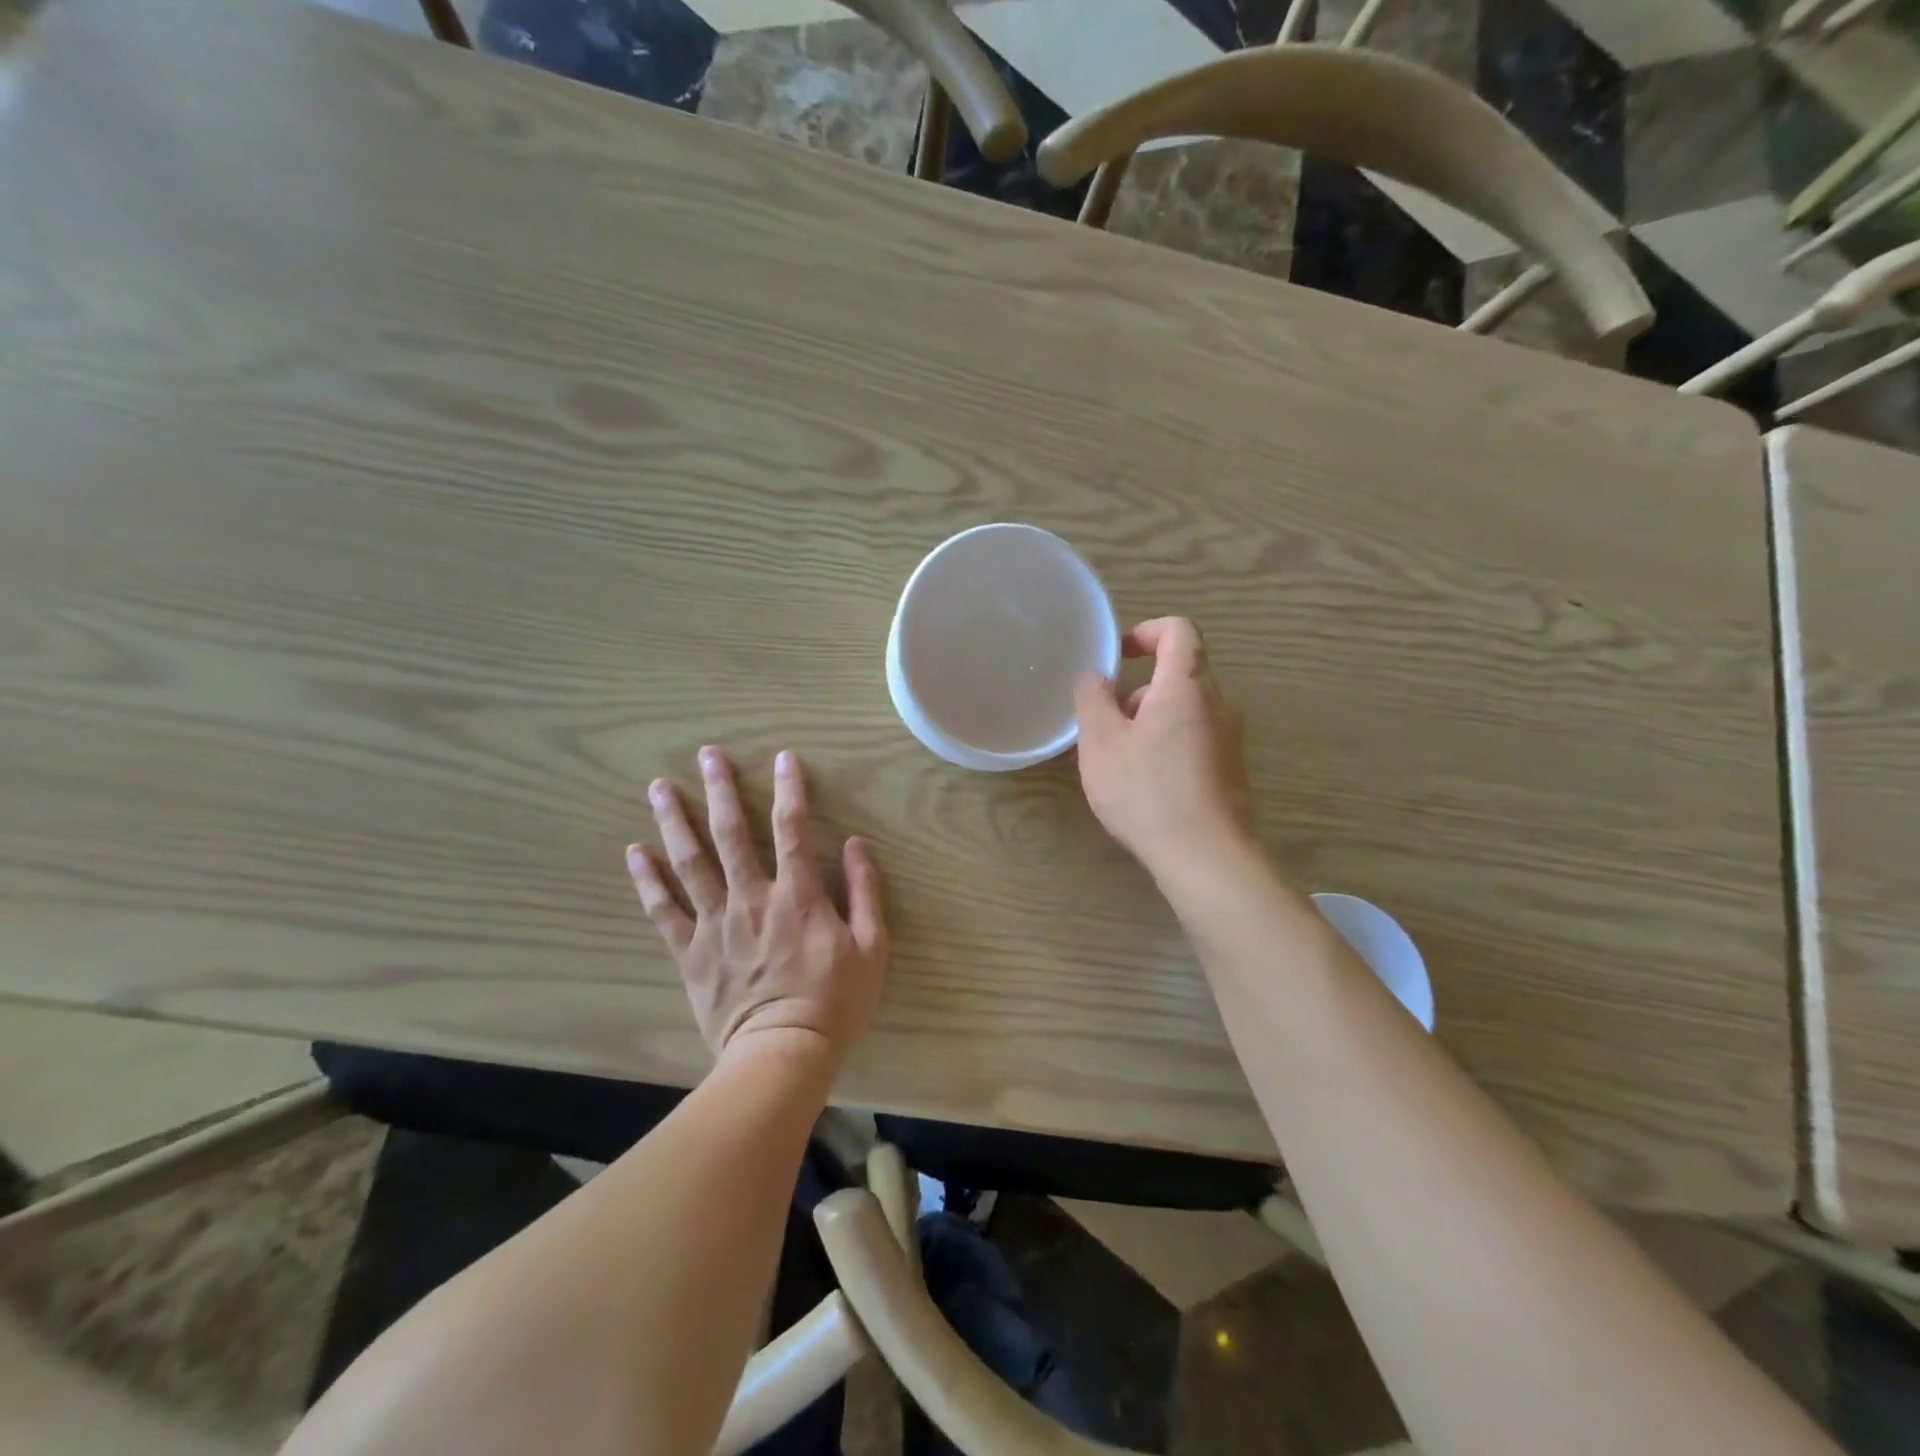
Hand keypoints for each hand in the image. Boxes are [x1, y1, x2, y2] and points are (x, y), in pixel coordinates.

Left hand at [627, 746, 887, 1062]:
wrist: (782, 1055)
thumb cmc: (835, 1002)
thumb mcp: (872, 948)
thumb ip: (864, 892)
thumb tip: (856, 845)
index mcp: (797, 895)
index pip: (792, 829)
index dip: (789, 789)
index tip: (783, 758)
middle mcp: (752, 898)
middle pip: (731, 834)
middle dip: (720, 790)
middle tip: (707, 755)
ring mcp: (716, 924)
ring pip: (691, 862)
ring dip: (675, 821)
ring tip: (660, 787)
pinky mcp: (690, 951)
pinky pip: (664, 910)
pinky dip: (648, 879)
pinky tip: (636, 851)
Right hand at [1073, 617, 1253, 877]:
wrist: (1206, 857)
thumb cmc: (1147, 791)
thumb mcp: (1101, 742)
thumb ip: (1093, 699)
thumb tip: (1096, 677)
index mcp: (1187, 686)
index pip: (1179, 631)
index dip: (1146, 632)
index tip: (1118, 658)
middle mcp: (1217, 705)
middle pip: (1180, 674)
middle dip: (1139, 690)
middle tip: (1107, 724)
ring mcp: (1230, 740)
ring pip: (1186, 710)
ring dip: (1150, 721)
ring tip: (1121, 761)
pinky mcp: (1231, 771)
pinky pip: (1196, 739)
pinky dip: (1168, 745)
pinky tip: (1146, 786)